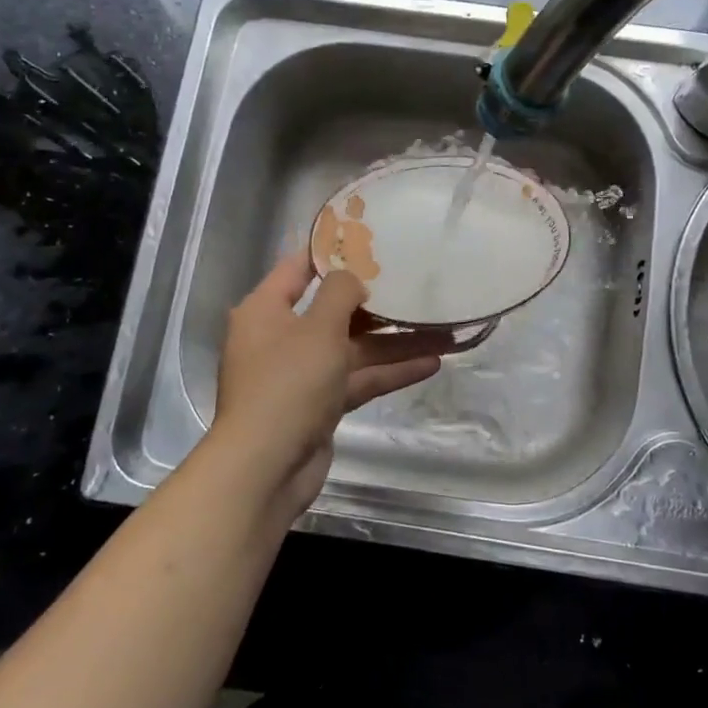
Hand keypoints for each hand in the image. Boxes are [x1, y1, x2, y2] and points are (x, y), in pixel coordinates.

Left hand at [209, 252, 451, 516]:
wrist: (266, 467)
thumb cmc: (287, 383)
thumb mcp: (318, 328)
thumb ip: (340, 293)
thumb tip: (352, 280)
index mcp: (265, 310)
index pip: (298, 268)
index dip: (332, 253)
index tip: (369, 240)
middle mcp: (281, 337)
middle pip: (334, 310)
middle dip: (378, 302)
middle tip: (416, 285)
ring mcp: (301, 374)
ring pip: (354, 348)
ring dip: (394, 341)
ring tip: (441, 329)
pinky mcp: (320, 404)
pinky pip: (358, 379)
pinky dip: (390, 372)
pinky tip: (431, 363)